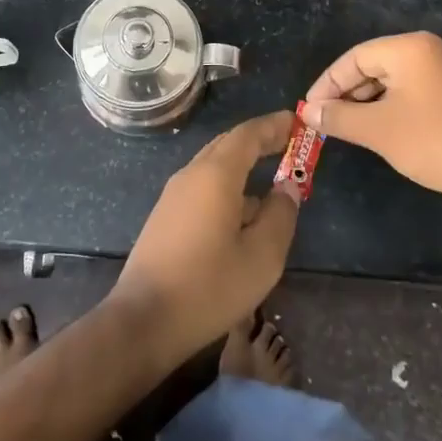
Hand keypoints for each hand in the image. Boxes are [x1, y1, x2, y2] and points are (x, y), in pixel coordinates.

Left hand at [111, 112, 300, 367]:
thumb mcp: (262, 256)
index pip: (247, 134)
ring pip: (214, 166)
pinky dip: (228, 185)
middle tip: (289, 143)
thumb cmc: (209, 286)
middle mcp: (191, 174)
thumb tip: (287, 187)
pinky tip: (242, 213)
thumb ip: (280, 215)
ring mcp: (174, 195)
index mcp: (216, 174)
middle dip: (259, 140)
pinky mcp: (166, 216)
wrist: (145, 318)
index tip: (296, 121)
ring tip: (272, 178)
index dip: (273, 125)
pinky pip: (203, 186)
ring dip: (243, 164)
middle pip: (228, 144)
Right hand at [304, 32, 441, 199]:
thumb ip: (338, 118)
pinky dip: (398, 103)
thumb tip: (308, 112)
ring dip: (373, 100)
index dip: (328, 83)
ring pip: (400, 77)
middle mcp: (434, 48)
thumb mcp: (378, 130)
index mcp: (410, 47)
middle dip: (350, 92)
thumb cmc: (434, 142)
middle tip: (330, 119)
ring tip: (355, 126)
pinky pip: (421, 88)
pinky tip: (389, 126)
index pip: (355, 57)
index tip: (310, 108)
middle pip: (378, 64)